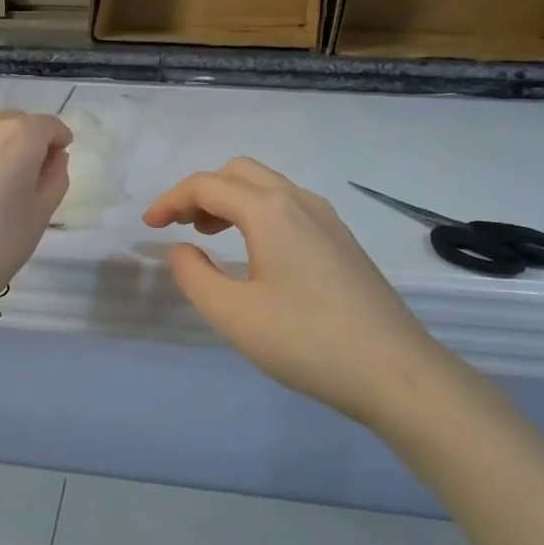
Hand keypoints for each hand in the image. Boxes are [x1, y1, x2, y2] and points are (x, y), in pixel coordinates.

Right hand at [143, 158, 458, 431]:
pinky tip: (252, 250)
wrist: (396, 372)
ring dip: (229, 200)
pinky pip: (287, 206)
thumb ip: (194, 275)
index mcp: (270, 211)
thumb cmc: (306, 341)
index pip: (207, 185)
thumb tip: (181, 249)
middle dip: (200, 192)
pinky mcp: (341, 240)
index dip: (170, 200)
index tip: (148, 227)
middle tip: (177, 226)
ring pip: (266, 186)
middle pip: (238, 172)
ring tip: (207, 235)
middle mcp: (300, 202)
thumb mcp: (233, 314)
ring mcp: (327, 219)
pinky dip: (255, 213)